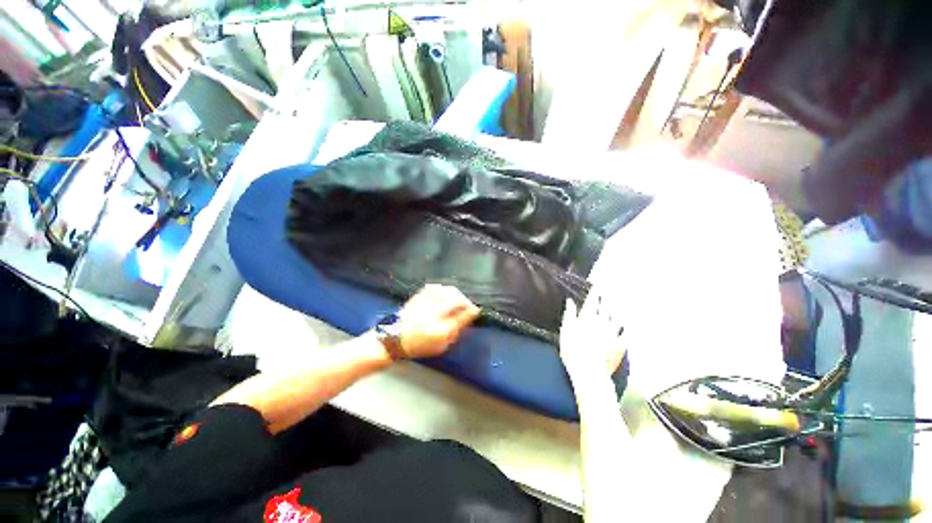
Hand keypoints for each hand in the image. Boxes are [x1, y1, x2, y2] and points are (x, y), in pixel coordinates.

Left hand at [396, 284, 480, 358]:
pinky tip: (446, 293)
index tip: (476, 310)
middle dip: (466, 301)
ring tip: (458, 299)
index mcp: (440, 330)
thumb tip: (468, 317)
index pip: (462, 316)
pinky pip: (436, 287)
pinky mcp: (419, 296)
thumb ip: (455, 331)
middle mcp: (434, 314)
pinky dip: (444, 289)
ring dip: (457, 294)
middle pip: (457, 301)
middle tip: (467, 306)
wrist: (393, 338)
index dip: (471, 311)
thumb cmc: (418, 345)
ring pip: (448, 291)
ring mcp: (425, 303)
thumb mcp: (441, 346)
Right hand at [559, 288, 625, 379]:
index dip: (595, 293)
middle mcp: (602, 323)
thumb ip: (569, 314)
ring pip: (616, 318)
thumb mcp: (566, 331)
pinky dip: (626, 328)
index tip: (597, 285)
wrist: (589, 371)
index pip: (592, 302)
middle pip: (605, 308)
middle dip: (606, 299)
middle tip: (608, 292)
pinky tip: (628, 326)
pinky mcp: (619, 345)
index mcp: (587, 318)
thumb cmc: (573, 350)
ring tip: (618, 303)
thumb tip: (570, 301)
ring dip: (616, 310)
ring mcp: (612, 334)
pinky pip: (625, 334)